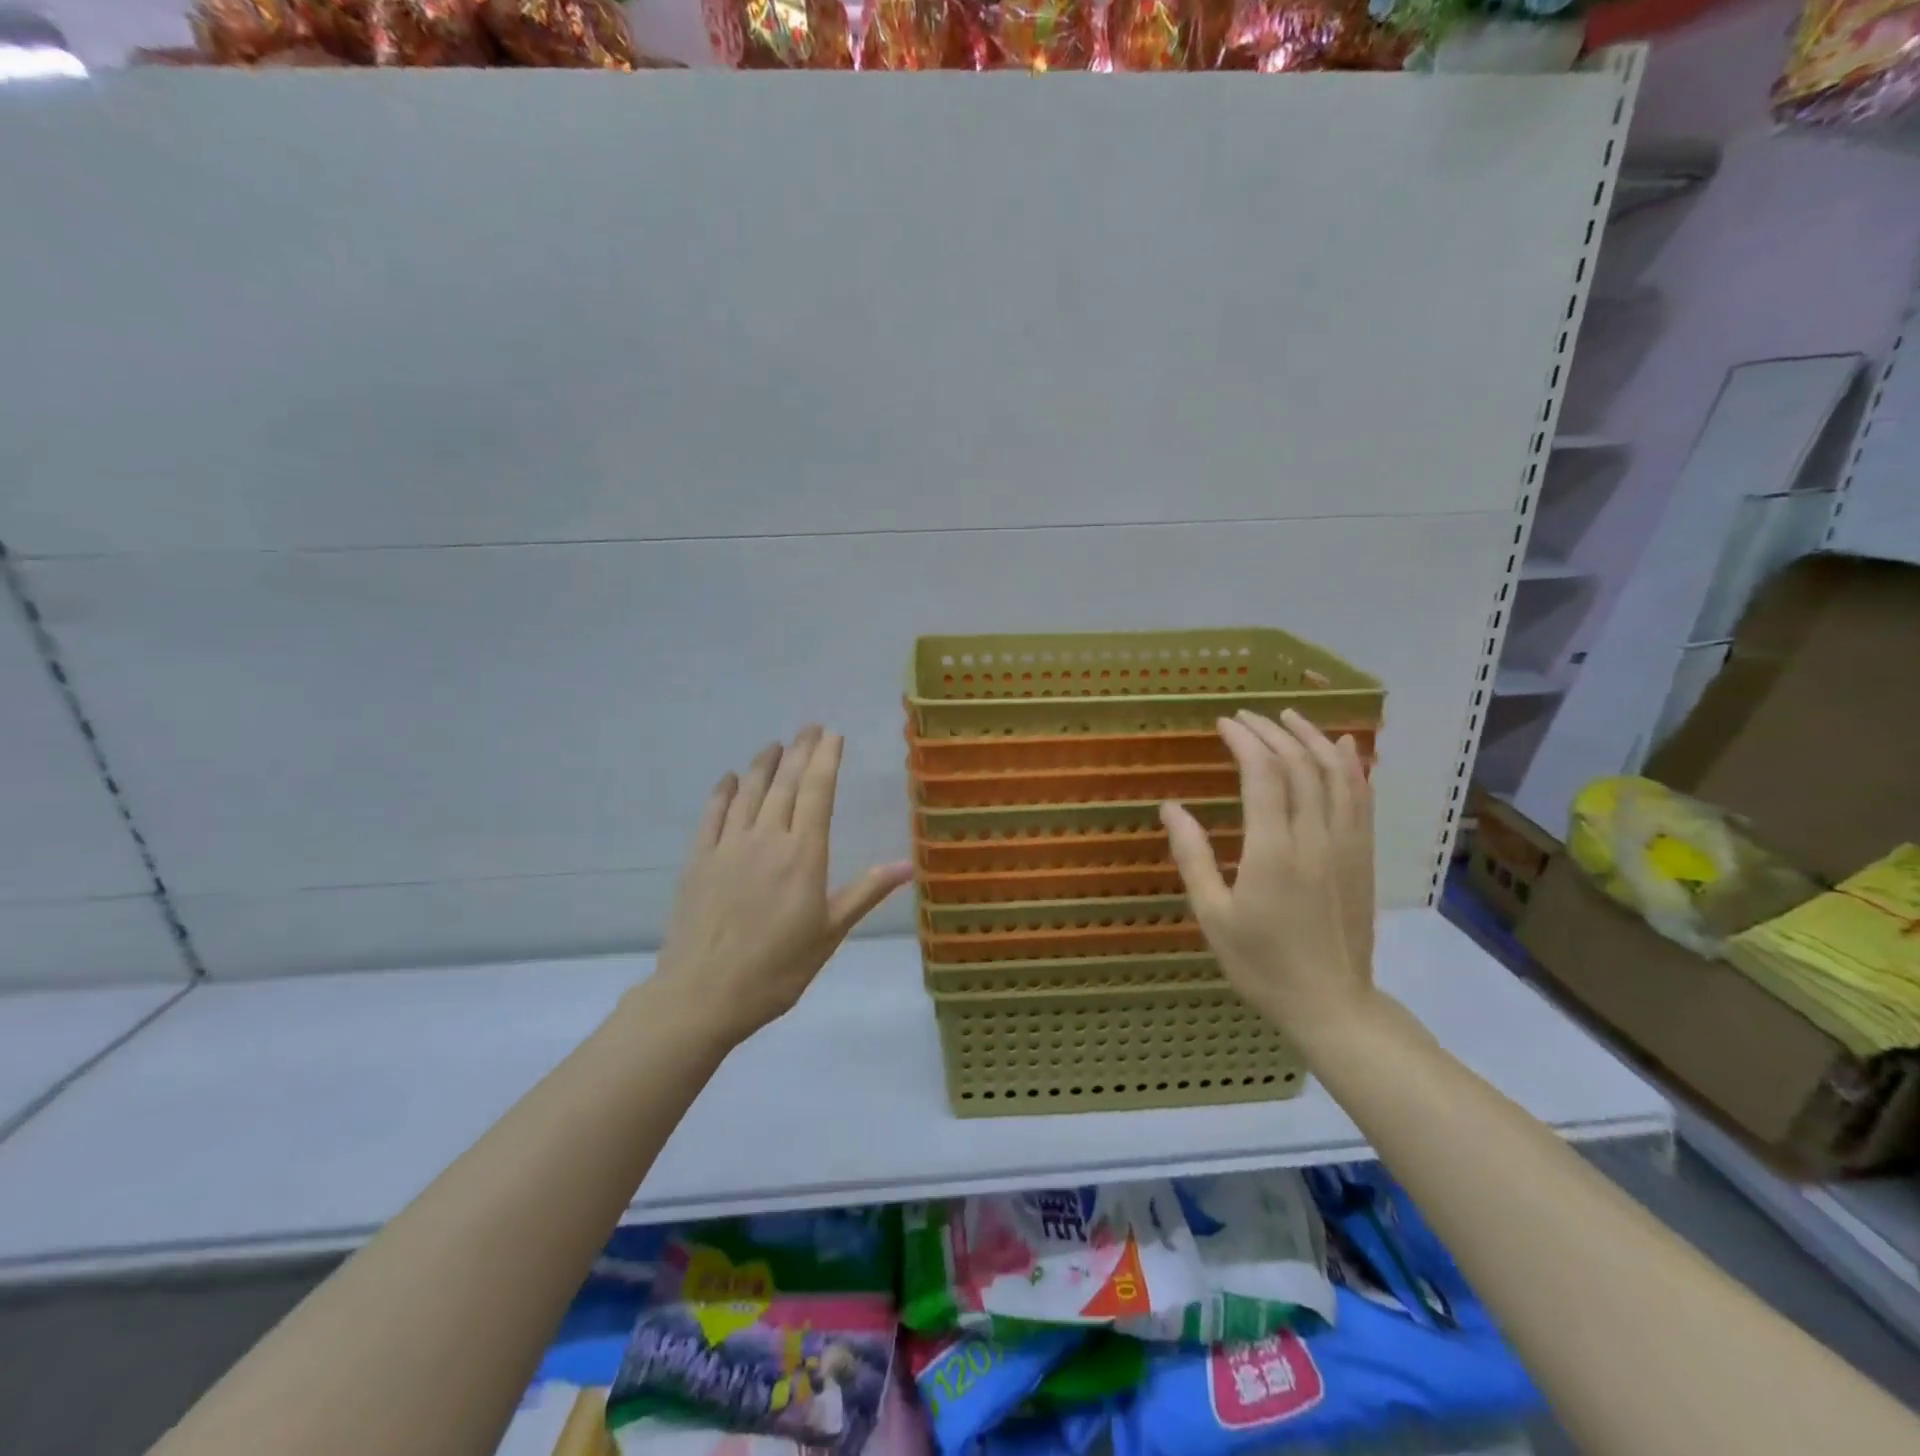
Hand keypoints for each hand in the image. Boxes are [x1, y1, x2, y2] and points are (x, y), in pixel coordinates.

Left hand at [651, 726, 912, 1044]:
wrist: (704, 994)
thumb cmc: (777, 968)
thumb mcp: (829, 933)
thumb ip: (865, 892)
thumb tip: (907, 864)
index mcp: (803, 854)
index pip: (818, 792)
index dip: (826, 759)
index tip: (832, 734)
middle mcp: (766, 838)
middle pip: (786, 783)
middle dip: (800, 751)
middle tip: (809, 727)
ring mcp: (728, 846)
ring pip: (749, 792)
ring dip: (763, 764)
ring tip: (774, 744)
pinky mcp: (698, 860)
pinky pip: (712, 815)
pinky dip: (723, 792)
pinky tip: (730, 779)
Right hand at [1161, 709, 1375, 1039]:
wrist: (1332, 1004)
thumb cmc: (1262, 964)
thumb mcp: (1213, 915)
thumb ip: (1193, 856)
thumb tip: (1170, 807)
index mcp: (1273, 851)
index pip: (1263, 773)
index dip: (1244, 740)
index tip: (1223, 723)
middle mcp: (1315, 837)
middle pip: (1300, 764)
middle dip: (1272, 732)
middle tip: (1245, 717)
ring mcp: (1346, 845)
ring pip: (1336, 774)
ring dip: (1312, 738)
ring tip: (1288, 717)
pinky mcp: (1363, 856)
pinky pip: (1363, 798)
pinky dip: (1352, 765)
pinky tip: (1344, 747)